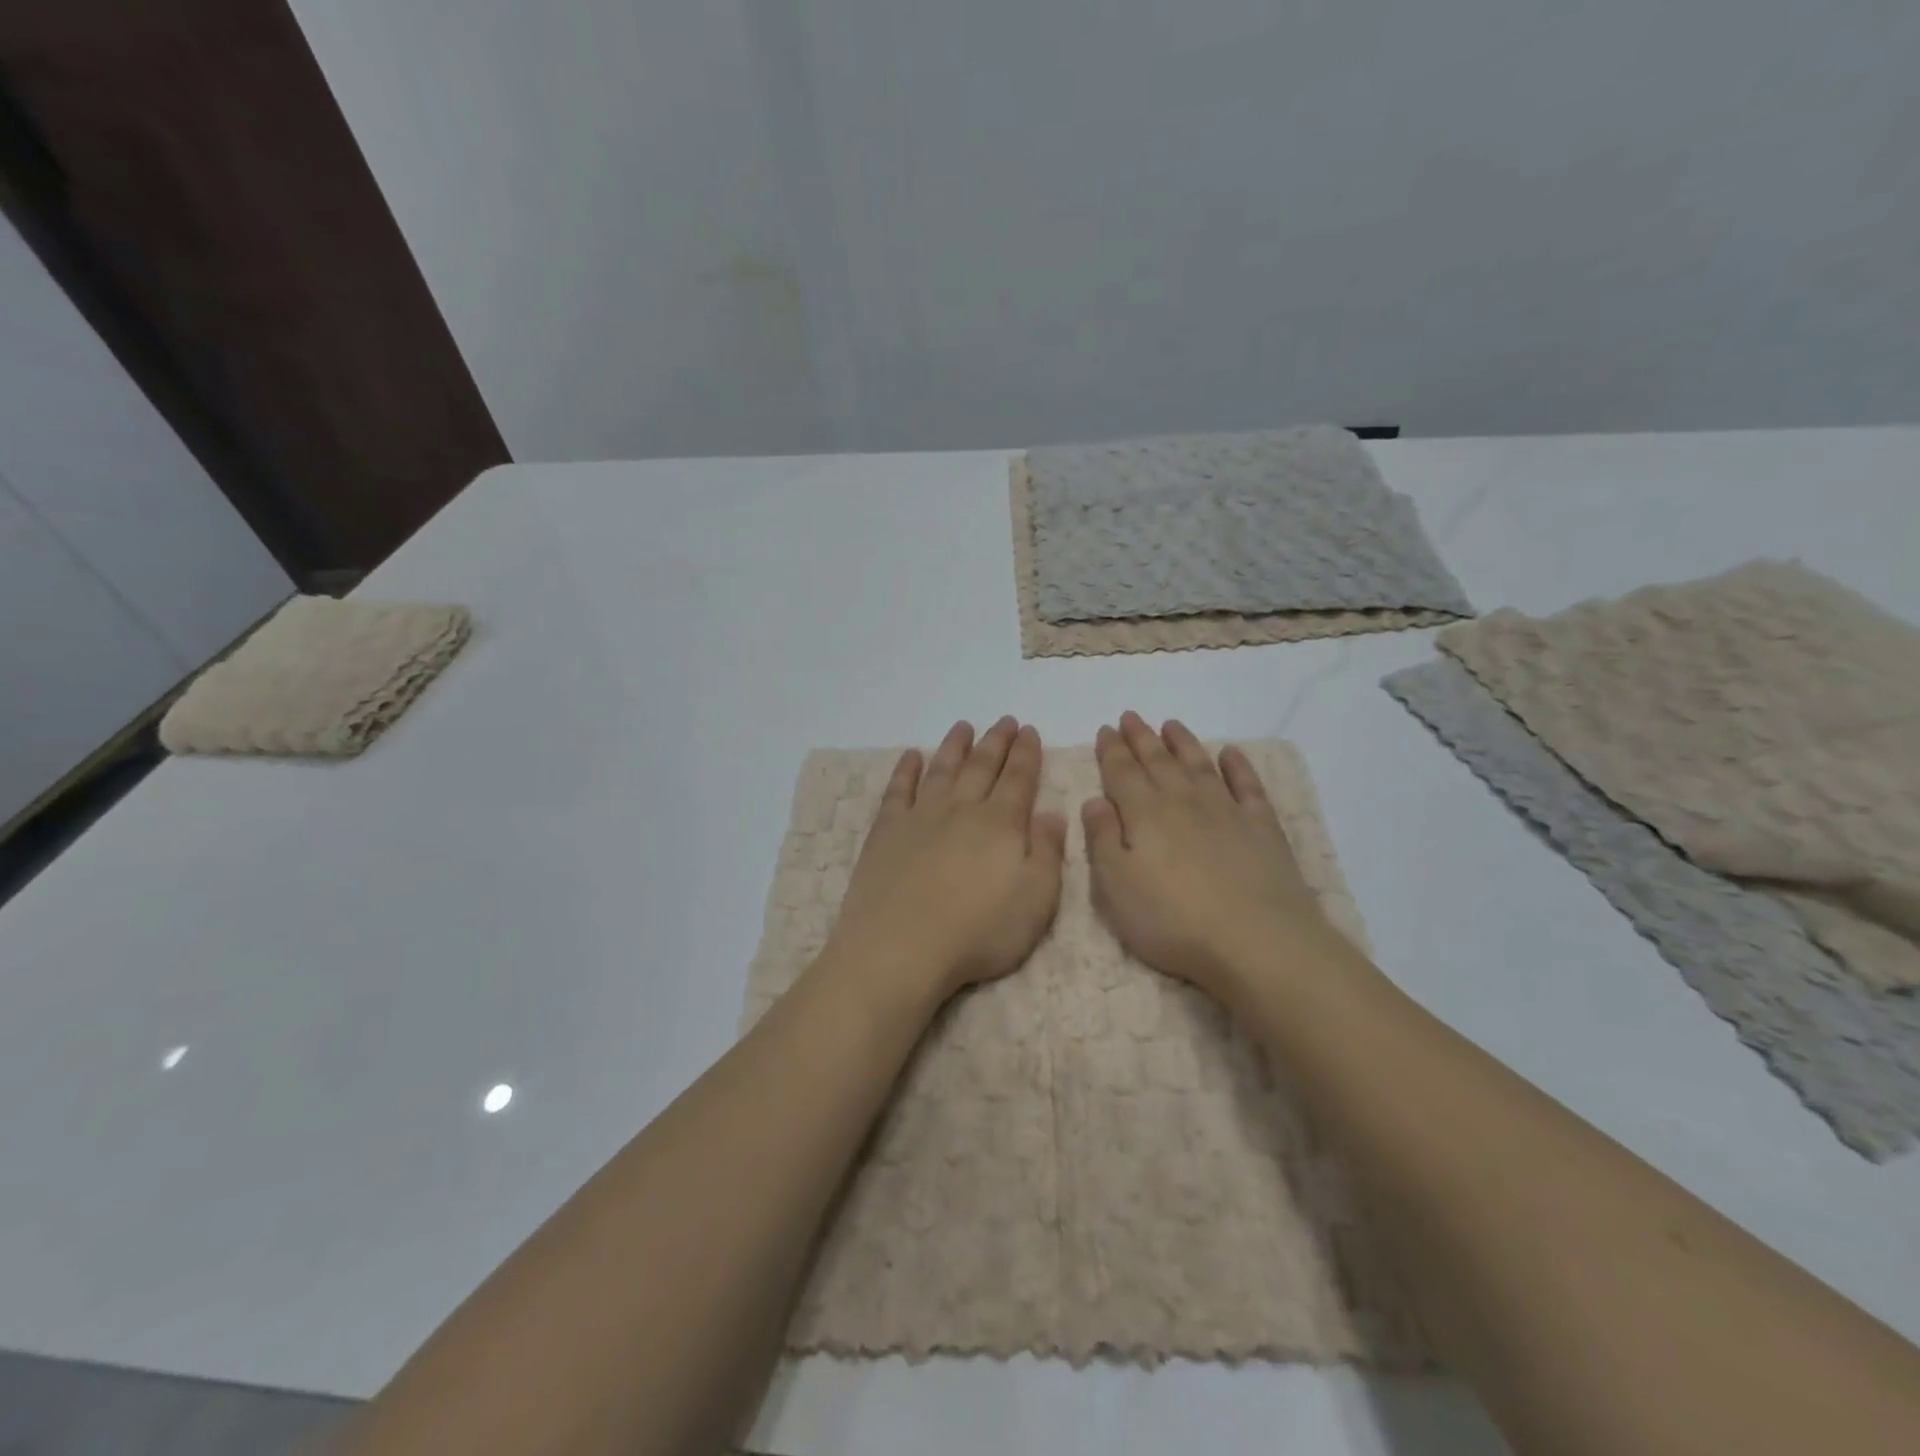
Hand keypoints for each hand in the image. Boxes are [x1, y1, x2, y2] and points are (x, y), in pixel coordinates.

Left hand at [825, 717, 1066, 1005]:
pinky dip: (906, 770)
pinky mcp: (887, 830)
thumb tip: (1053, 813)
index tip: (1029, 731)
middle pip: (982, 766)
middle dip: (997, 742)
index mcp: (1001, 824)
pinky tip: (910, 756)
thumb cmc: (978, 931)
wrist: (901, 945)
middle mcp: (962, 809)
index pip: (1019, 778)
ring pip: (942, 769)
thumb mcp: (1036, 900)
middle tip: (1005, 721)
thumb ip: (1047, 852)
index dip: (1026, 753)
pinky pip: (898, 789)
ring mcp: (921, 816)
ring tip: (963, 726)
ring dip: (955, 746)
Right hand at [1082, 712, 1341, 1000]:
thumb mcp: (1116, 887)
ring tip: (1171, 725)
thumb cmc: (1173, 920)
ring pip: (1199, 764)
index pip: (1121, 772)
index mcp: (1144, 814)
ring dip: (1183, 742)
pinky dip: (1238, 765)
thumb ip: (1102, 839)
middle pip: (1158, 761)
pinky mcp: (1262, 826)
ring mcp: (1226, 810)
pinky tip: (1231, 753)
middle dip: (1141, 737)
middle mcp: (1183, 801)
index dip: (1111, 750)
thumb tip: (1094, 800)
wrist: (1257, 939)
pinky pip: (1247, 785)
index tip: (1105, 729)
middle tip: (1131, 717)